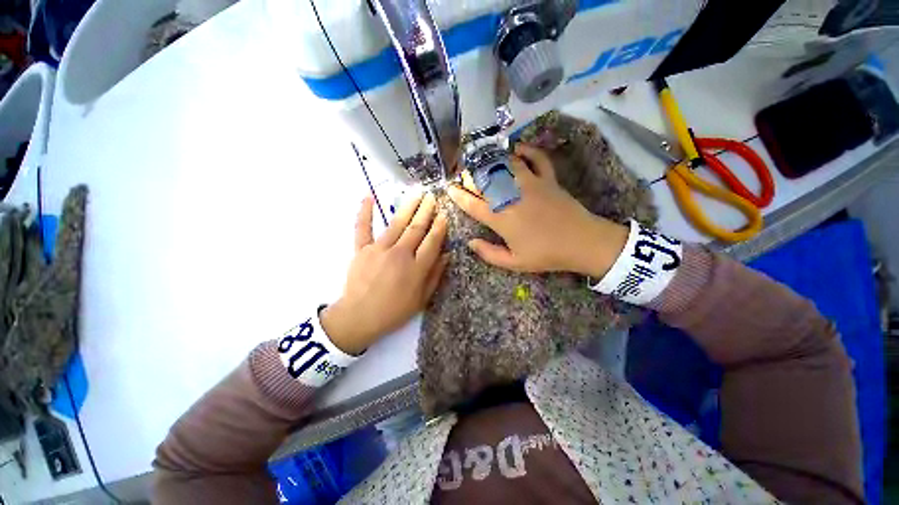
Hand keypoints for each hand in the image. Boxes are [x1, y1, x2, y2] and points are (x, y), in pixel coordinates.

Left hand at [321, 193, 448, 354]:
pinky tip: (368, 197)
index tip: (444, 215)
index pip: (432, 242)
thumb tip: (447, 255)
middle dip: (426, 211)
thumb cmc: (394, 311)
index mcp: (416, 268)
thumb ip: (435, 275)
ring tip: (416, 193)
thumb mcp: (422, 299)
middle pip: (416, 229)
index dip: (440, 227)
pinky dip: (364, 212)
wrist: (359, 317)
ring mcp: (379, 250)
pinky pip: (362, 228)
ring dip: (408, 207)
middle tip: (433, 197)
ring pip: (396, 224)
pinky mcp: (361, 249)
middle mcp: (400, 254)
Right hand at [447, 143, 627, 277]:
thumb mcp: (514, 262)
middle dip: (469, 176)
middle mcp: (512, 197)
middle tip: (462, 175)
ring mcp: (531, 184)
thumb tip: (470, 242)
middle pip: (485, 181)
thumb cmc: (545, 255)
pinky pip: (536, 158)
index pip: (473, 204)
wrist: (582, 243)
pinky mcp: (548, 179)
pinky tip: (516, 148)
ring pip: (505, 165)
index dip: (458, 196)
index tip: (449, 189)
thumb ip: (488, 253)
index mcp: (501, 219)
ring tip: (481, 159)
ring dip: (490, 160)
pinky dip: (526, 150)